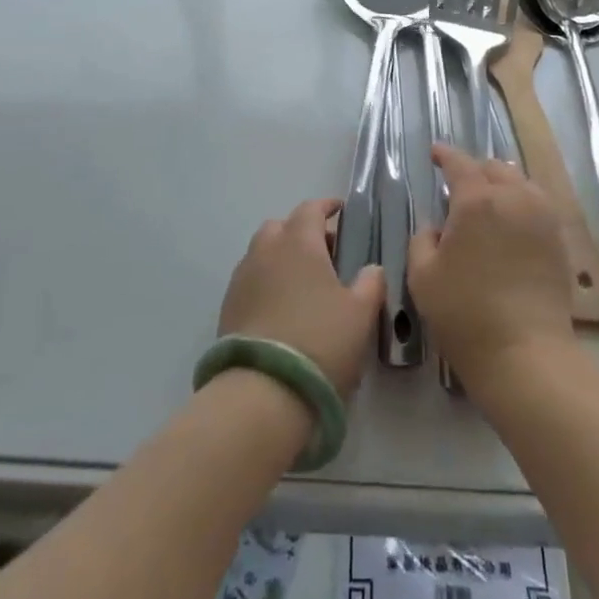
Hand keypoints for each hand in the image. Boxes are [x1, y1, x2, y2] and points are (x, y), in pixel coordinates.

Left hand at [219, 199, 384, 398]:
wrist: (263, 391)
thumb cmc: (320, 341)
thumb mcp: (361, 313)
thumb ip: (370, 283)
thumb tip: (371, 269)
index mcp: (298, 241)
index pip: (311, 209)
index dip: (327, 207)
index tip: (340, 211)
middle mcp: (265, 250)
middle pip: (281, 227)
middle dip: (301, 232)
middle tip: (325, 253)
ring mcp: (242, 278)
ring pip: (262, 253)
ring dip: (282, 258)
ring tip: (304, 284)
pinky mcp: (227, 308)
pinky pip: (251, 280)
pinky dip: (267, 283)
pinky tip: (282, 309)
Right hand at [408, 146, 576, 392]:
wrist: (525, 353)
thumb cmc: (465, 314)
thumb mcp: (422, 277)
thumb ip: (423, 240)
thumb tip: (437, 228)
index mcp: (476, 200)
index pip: (460, 164)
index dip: (445, 155)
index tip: (435, 153)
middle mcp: (513, 198)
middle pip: (494, 168)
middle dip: (474, 170)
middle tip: (458, 187)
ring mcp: (542, 217)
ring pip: (520, 182)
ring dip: (501, 184)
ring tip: (488, 202)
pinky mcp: (559, 239)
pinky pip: (538, 204)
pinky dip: (521, 202)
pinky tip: (512, 222)